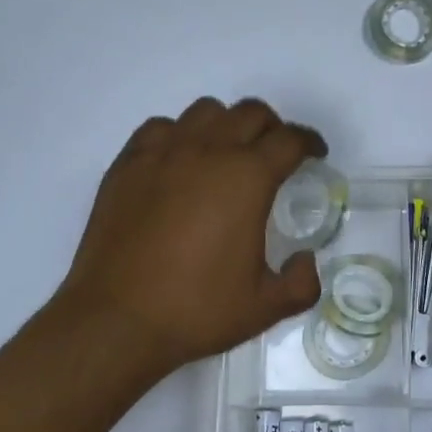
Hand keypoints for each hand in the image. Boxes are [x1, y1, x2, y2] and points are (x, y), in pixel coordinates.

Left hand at [55, 98, 326, 374]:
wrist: (116, 320)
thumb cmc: (195, 310)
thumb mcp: (264, 307)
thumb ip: (301, 283)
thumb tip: (305, 261)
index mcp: (247, 177)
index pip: (290, 140)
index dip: (309, 143)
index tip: (314, 155)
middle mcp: (208, 151)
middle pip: (251, 113)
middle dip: (272, 128)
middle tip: (274, 155)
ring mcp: (163, 153)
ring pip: (206, 111)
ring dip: (226, 125)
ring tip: (226, 154)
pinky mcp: (128, 163)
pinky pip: (161, 128)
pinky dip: (179, 135)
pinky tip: (178, 163)